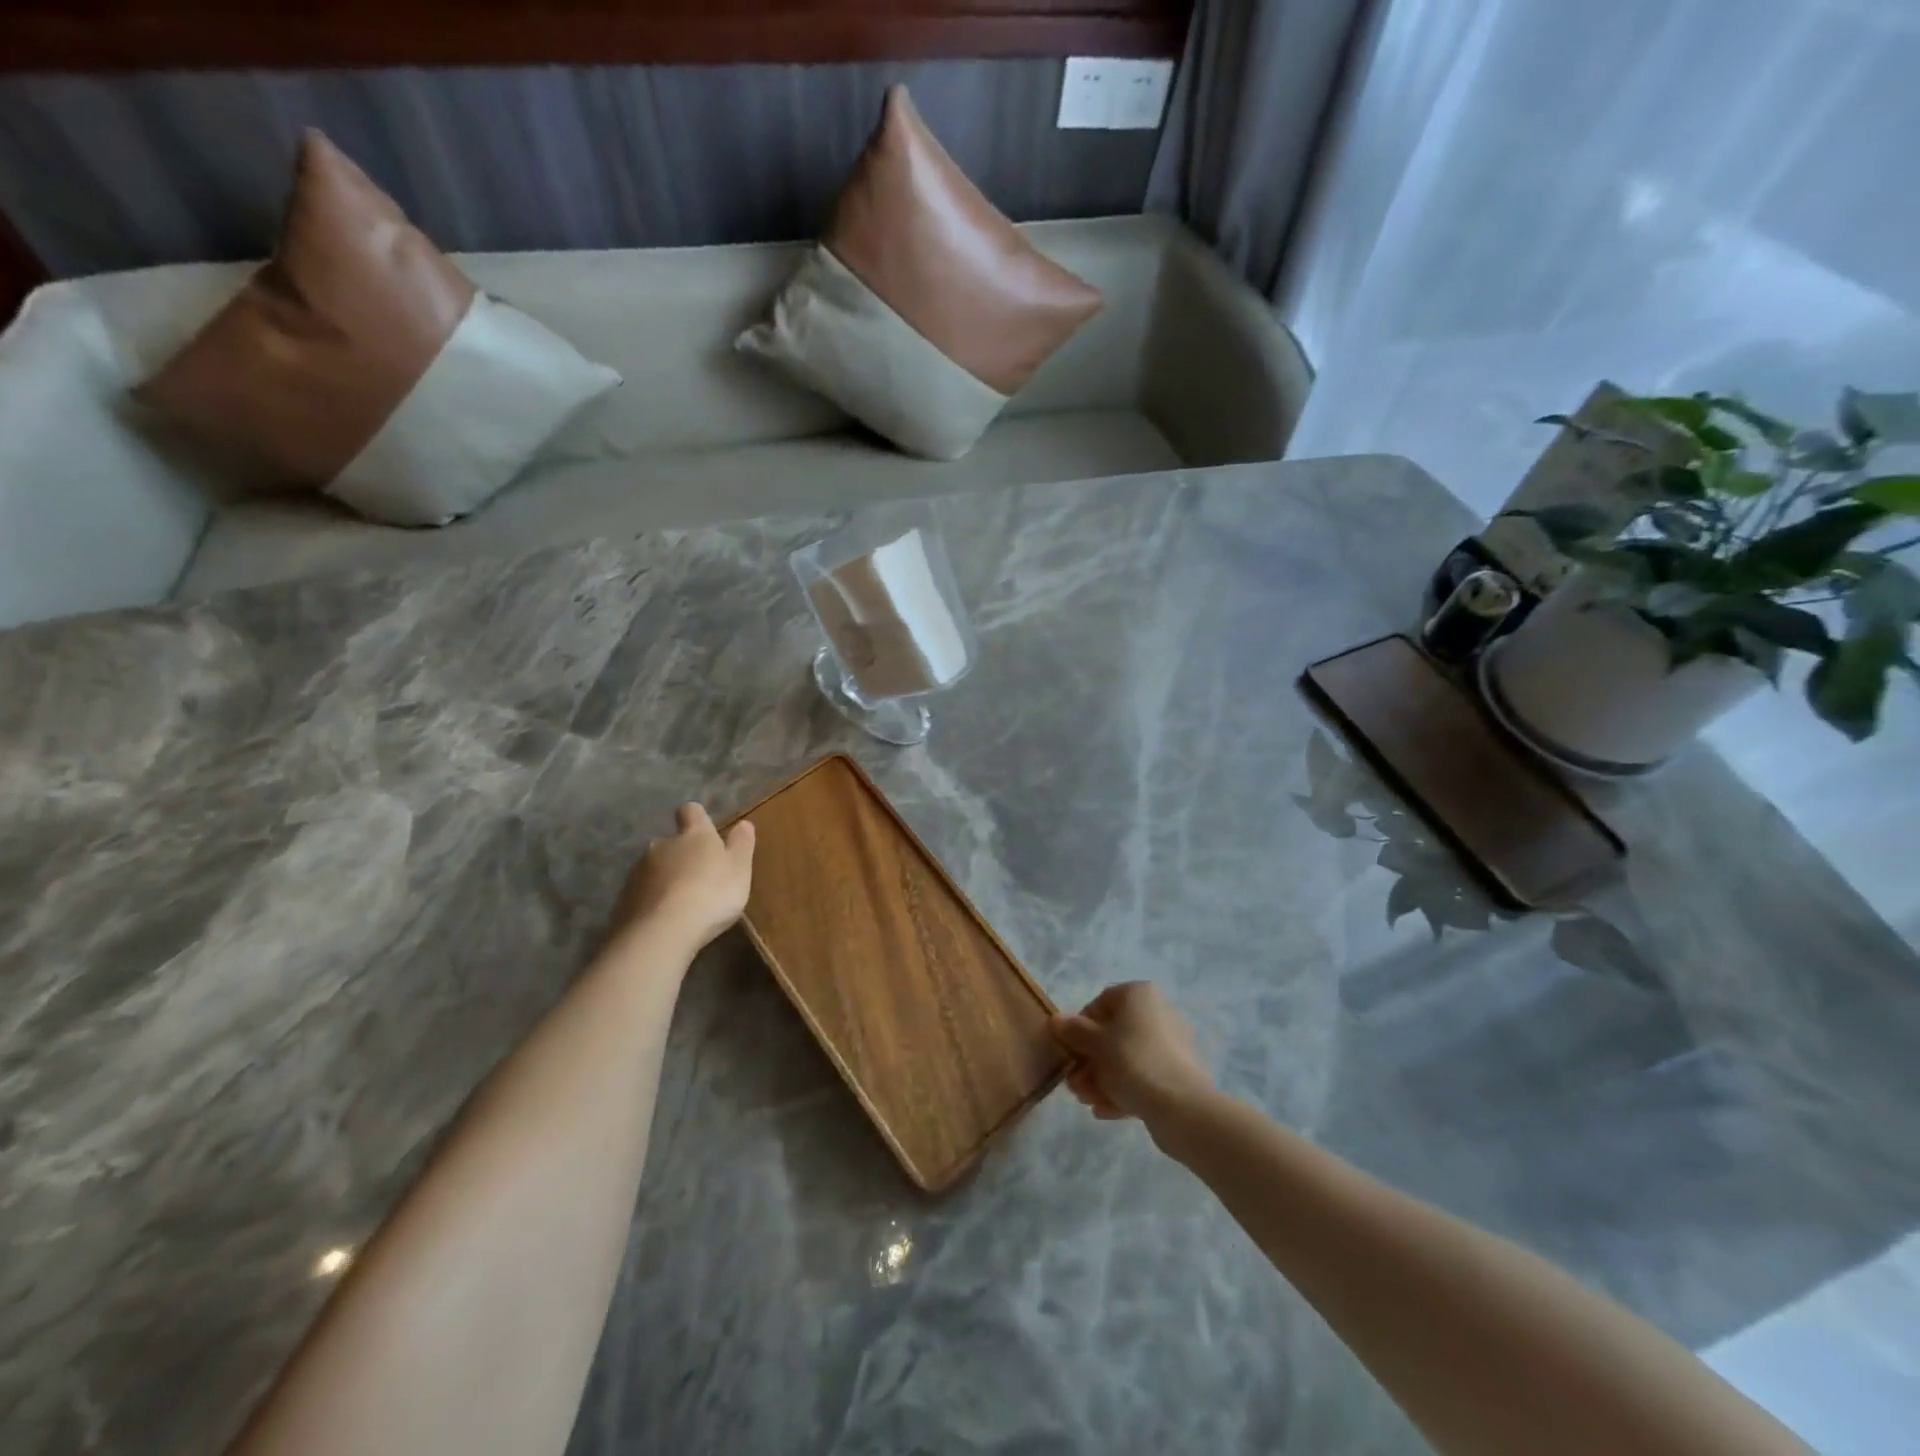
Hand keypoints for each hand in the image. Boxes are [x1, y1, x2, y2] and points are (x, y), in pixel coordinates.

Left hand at [610, 803, 755, 952]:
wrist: (661, 933)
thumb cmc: (711, 895)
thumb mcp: (739, 869)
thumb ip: (741, 844)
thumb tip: (744, 823)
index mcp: (693, 835)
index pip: (691, 811)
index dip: (697, 818)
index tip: (706, 832)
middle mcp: (661, 845)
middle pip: (670, 842)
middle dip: (681, 855)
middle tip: (698, 877)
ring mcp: (638, 872)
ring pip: (653, 868)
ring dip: (665, 879)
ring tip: (680, 904)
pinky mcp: (623, 899)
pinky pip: (641, 894)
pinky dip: (652, 902)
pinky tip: (663, 921)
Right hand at [1051, 982, 1213, 1126]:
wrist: (1181, 1107)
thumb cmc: (1132, 1062)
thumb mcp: (1094, 1044)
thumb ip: (1073, 1031)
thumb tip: (1056, 1020)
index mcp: (1139, 995)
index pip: (1101, 1003)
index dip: (1080, 1028)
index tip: (1070, 1051)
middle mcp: (1157, 1012)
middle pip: (1113, 1035)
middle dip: (1090, 1061)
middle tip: (1075, 1085)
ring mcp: (1171, 1045)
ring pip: (1126, 1059)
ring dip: (1102, 1079)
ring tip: (1087, 1102)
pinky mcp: (1178, 1074)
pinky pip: (1143, 1076)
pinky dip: (1123, 1090)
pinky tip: (1104, 1111)